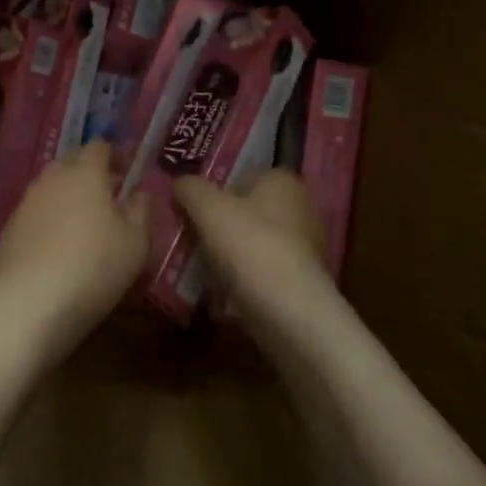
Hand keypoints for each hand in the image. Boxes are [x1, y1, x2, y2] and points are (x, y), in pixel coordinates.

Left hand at [0, 142, 150, 369]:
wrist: (28, 303)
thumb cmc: (93, 267)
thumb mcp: (136, 243)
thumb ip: (141, 211)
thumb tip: (138, 193)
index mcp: (85, 173)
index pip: (98, 146)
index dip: (114, 155)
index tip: (126, 172)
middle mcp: (51, 179)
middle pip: (71, 161)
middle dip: (89, 171)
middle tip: (107, 195)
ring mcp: (25, 203)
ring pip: (50, 187)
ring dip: (67, 196)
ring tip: (82, 223)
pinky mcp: (8, 229)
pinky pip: (34, 213)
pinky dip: (48, 220)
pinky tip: (56, 247)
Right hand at [173, 170, 329, 320]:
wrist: (289, 311)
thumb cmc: (250, 245)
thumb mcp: (208, 208)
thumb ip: (191, 188)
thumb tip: (180, 182)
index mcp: (284, 182)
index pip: (247, 174)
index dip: (219, 186)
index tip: (194, 203)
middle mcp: (302, 209)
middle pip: (250, 210)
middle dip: (223, 221)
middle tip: (191, 232)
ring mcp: (306, 248)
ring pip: (255, 242)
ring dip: (231, 252)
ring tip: (198, 264)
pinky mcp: (302, 282)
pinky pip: (263, 271)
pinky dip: (243, 277)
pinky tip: (220, 289)